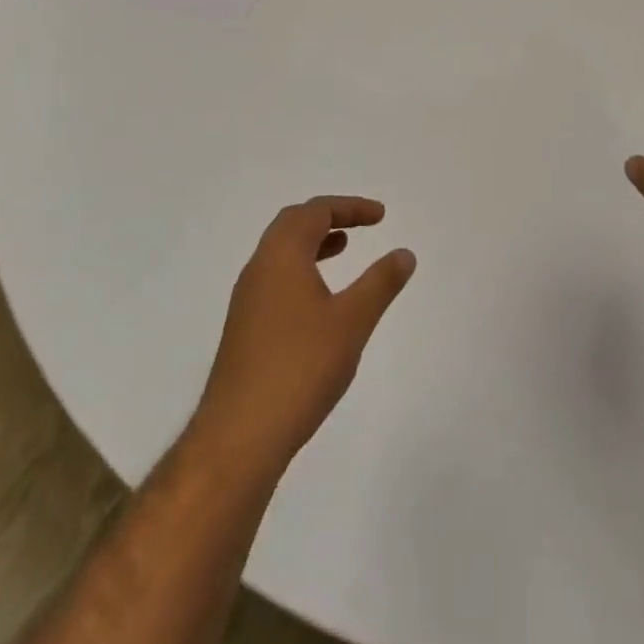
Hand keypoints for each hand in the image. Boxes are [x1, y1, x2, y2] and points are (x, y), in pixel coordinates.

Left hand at [193, 196, 415, 477]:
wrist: (239, 436)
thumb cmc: (300, 367)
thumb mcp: (352, 321)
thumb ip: (380, 283)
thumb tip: (404, 253)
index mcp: (282, 255)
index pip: (316, 211)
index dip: (350, 207)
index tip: (380, 216)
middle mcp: (259, 268)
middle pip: (292, 223)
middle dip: (328, 217)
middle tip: (360, 225)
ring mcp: (247, 299)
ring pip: (280, 252)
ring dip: (313, 243)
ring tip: (343, 250)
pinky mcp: (244, 328)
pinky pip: (275, 278)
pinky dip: (301, 269)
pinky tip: (319, 300)